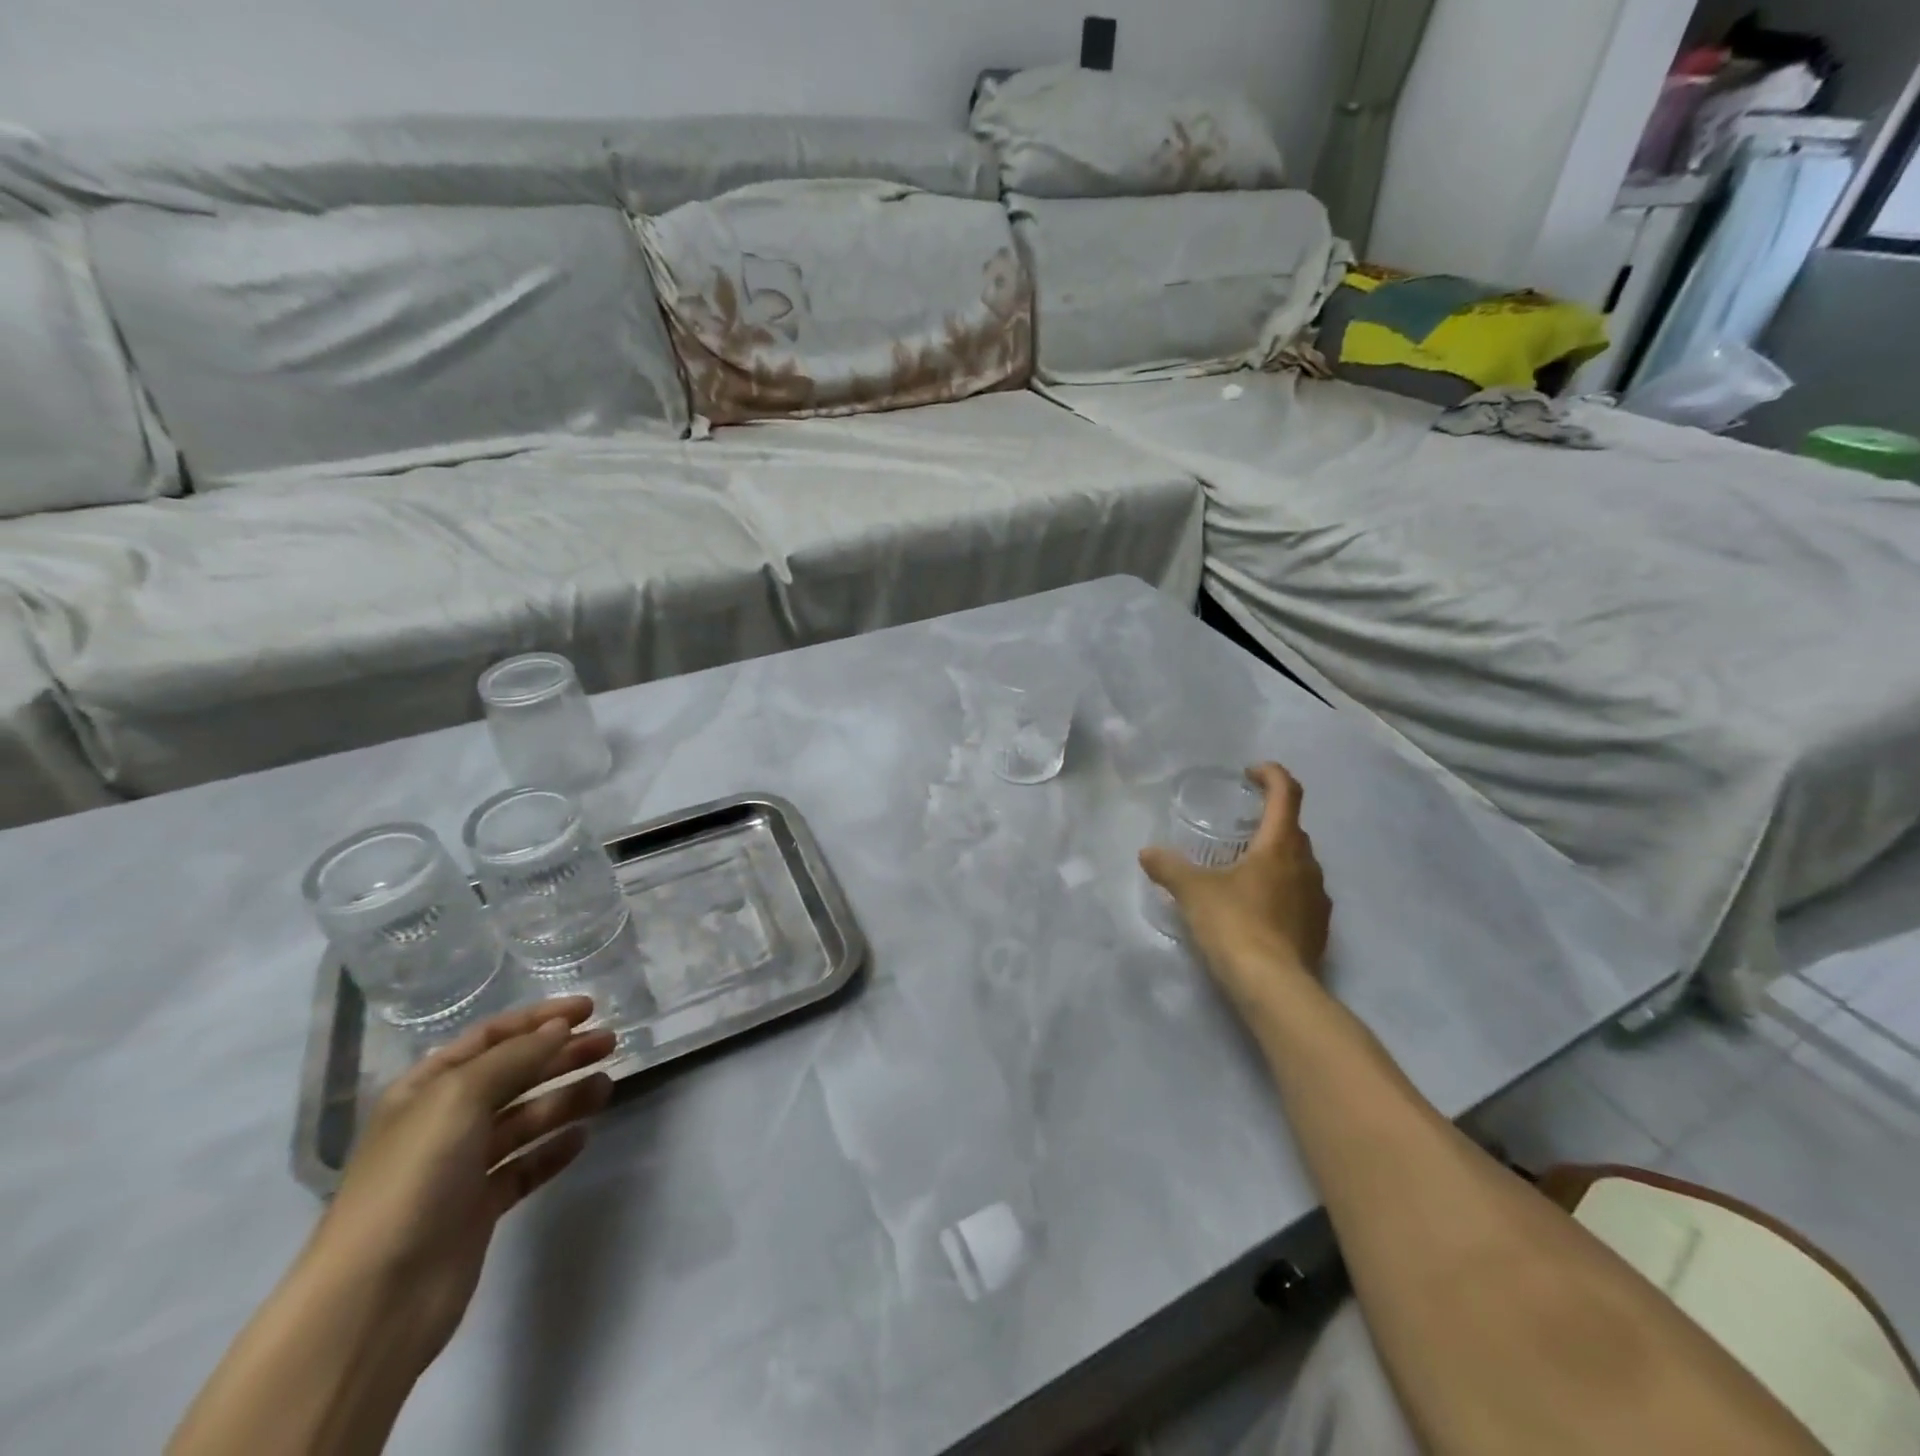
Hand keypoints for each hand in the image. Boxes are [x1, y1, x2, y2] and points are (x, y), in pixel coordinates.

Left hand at [309, 997, 615, 1374]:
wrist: (375, 1298)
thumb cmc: (414, 1178)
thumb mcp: (461, 1097)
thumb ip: (516, 1057)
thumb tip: (559, 1029)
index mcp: (427, 1088)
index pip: (492, 1037)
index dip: (540, 1018)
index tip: (589, 1009)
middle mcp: (443, 1121)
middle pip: (514, 1075)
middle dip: (562, 1055)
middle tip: (611, 1043)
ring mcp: (461, 1167)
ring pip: (525, 1119)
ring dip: (565, 1098)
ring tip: (606, 1088)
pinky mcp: (479, 1208)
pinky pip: (524, 1166)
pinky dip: (553, 1149)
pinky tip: (582, 1137)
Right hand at [1140, 762, 1331, 1010]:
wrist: (1275, 987)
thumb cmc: (1235, 924)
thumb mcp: (1193, 892)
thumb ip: (1169, 867)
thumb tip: (1147, 853)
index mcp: (1280, 845)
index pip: (1287, 794)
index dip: (1272, 775)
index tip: (1251, 773)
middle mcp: (1307, 865)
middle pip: (1293, 829)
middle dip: (1268, 821)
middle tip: (1238, 828)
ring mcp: (1318, 898)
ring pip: (1298, 863)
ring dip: (1276, 857)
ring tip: (1243, 870)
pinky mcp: (1319, 928)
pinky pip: (1301, 895)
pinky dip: (1281, 889)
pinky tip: (1257, 908)